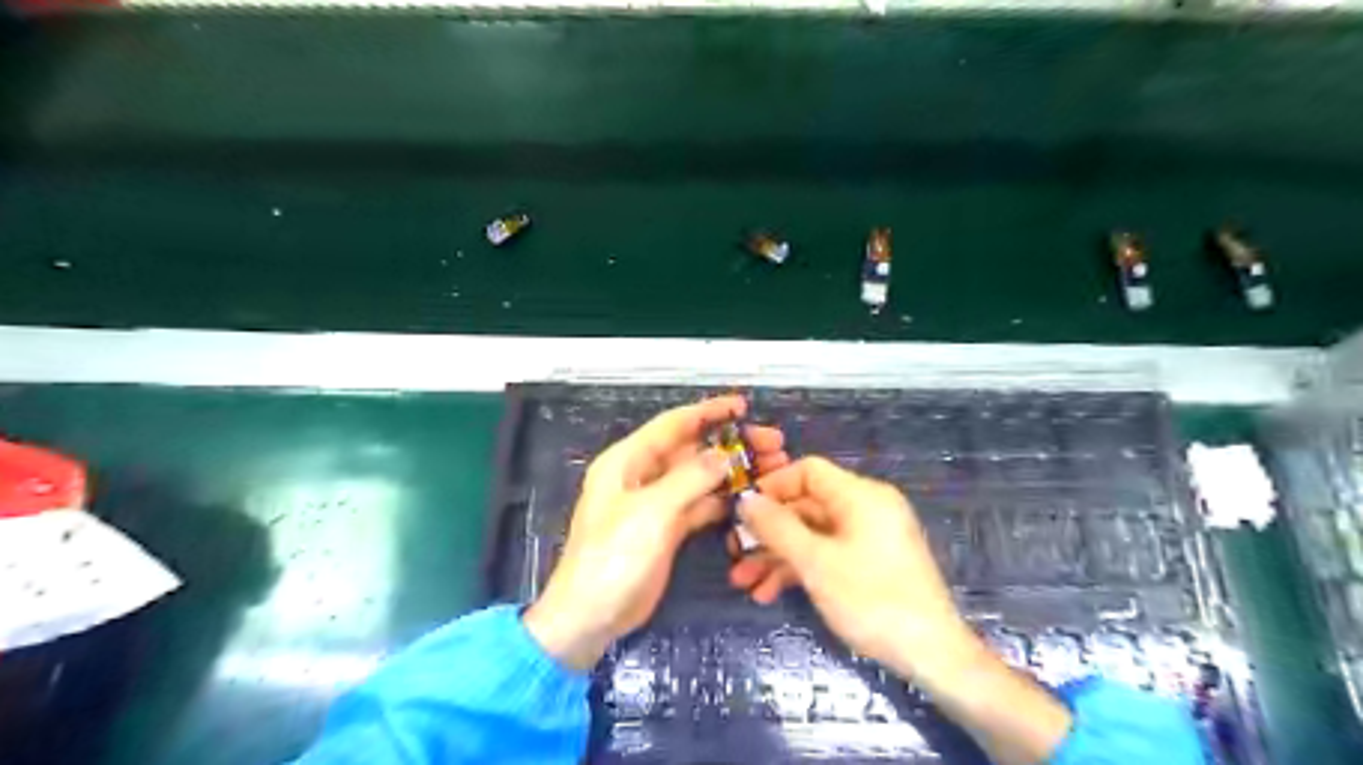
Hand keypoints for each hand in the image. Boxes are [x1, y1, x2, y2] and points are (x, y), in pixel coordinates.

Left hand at [523, 397, 788, 670]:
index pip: (673, 424)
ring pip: (701, 477)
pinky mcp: (668, 529)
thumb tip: (725, 455)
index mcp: (628, 460)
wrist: (591, 616)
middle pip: (693, 450)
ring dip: (733, 472)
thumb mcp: (651, 511)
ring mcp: (657, 503)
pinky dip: (724, 500)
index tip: (744, 406)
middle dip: (731, 444)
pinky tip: (752, 498)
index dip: (708, 412)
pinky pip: (700, 505)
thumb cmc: (613, 556)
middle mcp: (643, 475)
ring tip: (773, 468)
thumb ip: (690, 479)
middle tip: (774, 444)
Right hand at [730, 457, 972, 685]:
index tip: (742, 511)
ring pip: (813, 534)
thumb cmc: (871, 599)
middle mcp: (866, 508)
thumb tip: (746, 499)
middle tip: (735, 555)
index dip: (772, 486)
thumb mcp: (815, 562)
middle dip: (768, 532)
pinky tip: (771, 594)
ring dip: (778, 557)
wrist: (932, 654)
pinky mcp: (871, 562)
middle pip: (807, 506)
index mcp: (860, 495)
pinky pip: (828, 553)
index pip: (808, 470)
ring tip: (744, 584)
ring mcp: (870, 536)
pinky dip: (801, 569)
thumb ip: (777, 527)